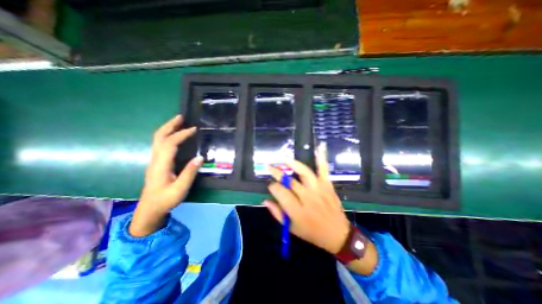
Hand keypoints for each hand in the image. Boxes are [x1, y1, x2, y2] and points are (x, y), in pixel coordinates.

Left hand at [129, 116, 203, 235]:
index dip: (181, 135)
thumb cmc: (165, 200)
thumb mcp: (180, 189)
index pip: (170, 144)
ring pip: (158, 140)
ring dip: (167, 129)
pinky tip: (175, 136)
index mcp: (161, 165)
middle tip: (181, 117)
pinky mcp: (157, 163)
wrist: (149, 209)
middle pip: (159, 137)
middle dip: (169, 125)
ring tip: (179, 122)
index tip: (194, 129)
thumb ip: (189, 173)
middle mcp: (155, 160)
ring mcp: (154, 161)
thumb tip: (200, 157)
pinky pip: (160, 144)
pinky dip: (167, 136)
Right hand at [264, 144, 348, 254]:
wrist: (338, 234)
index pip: (280, 192)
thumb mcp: (291, 228)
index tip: (270, 185)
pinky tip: (320, 147)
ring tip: (284, 158)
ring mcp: (319, 189)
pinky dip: (322, 157)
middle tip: (270, 167)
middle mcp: (307, 198)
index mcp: (297, 210)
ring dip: (292, 163)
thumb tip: (266, 200)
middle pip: (289, 181)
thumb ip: (277, 214)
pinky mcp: (327, 185)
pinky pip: (324, 169)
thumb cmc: (312, 233)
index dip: (273, 187)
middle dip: (277, 173)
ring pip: (304, 172)